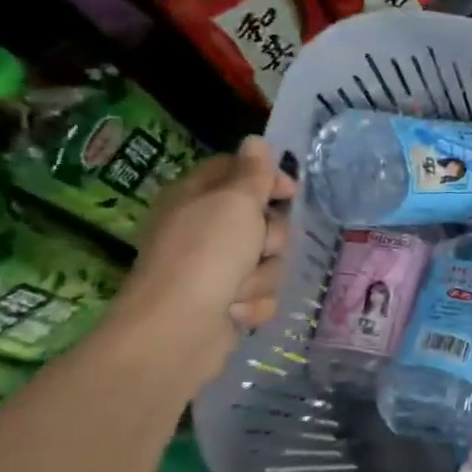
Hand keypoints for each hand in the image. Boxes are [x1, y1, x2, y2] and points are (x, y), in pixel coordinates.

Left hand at [108, 137, 296, 386]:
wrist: (179, 330)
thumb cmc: (205, 256)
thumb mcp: (234, 203)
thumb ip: (253, 173)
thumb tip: (256, 141)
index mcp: (196, 197)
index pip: (238, 171)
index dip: (267, 179)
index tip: (291, 192)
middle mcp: (203, 229)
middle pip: (262, 220)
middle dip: (270, 238)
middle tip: (257, 247)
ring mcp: (215, 269)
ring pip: (268, 261)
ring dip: (262, 276)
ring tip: (239, 288)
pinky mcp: (227, 302)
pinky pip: (261, 294)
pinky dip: (254, 303)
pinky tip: (237, 311)